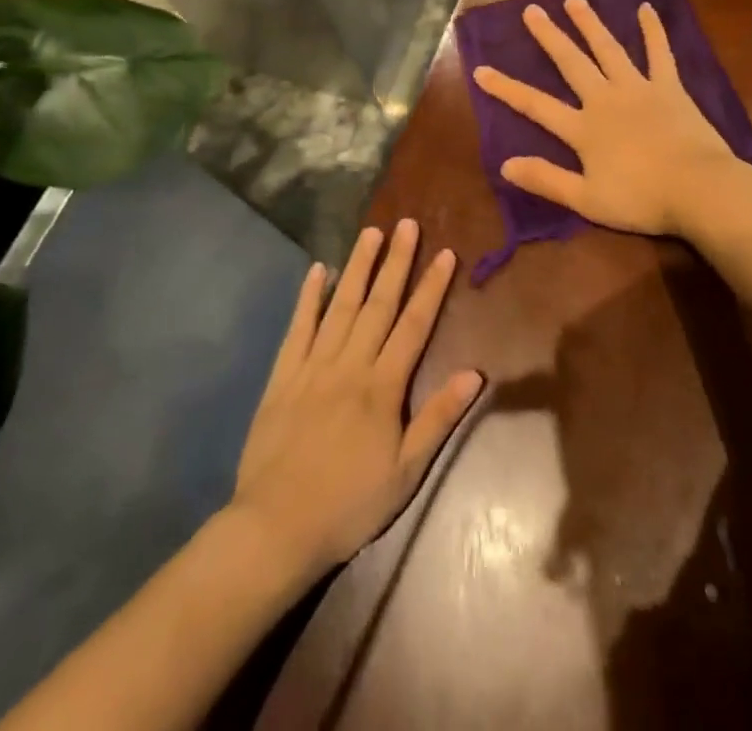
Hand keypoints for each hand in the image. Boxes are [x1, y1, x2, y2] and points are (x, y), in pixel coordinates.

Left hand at [232, 220, 482, 577]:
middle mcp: (350, 364)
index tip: (445, 253)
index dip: (431, 287)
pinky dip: (309, 297)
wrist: (276, 528)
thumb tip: (475, 373)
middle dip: (396, 262)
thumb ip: (438, 417)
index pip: (413, 325)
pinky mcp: (283, 376)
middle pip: (378, 304)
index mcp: (382, 386)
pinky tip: (318, 270)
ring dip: (358, 267)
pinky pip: (298, 328)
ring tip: (371, 232)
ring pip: (341, 306)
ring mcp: (313, 366)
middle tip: (406, 224)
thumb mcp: (406, 471)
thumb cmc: (349, 504)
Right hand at [472, 0, 737, 236]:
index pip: (535, 105)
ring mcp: (638, 89)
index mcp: (583, 128)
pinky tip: (646, 9)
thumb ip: (546, 179)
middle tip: (532, 11)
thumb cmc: (641, 199)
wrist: (698, 189)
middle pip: (571, 63)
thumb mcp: (587, 200)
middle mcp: (605, 99)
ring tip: (574, 0)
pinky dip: (653, 31)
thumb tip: (505, 164)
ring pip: (608, 49)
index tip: (481, 70)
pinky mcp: (669, 88)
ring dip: (590, 24)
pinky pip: (660, 53)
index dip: (507, 88)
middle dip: (549, 37)